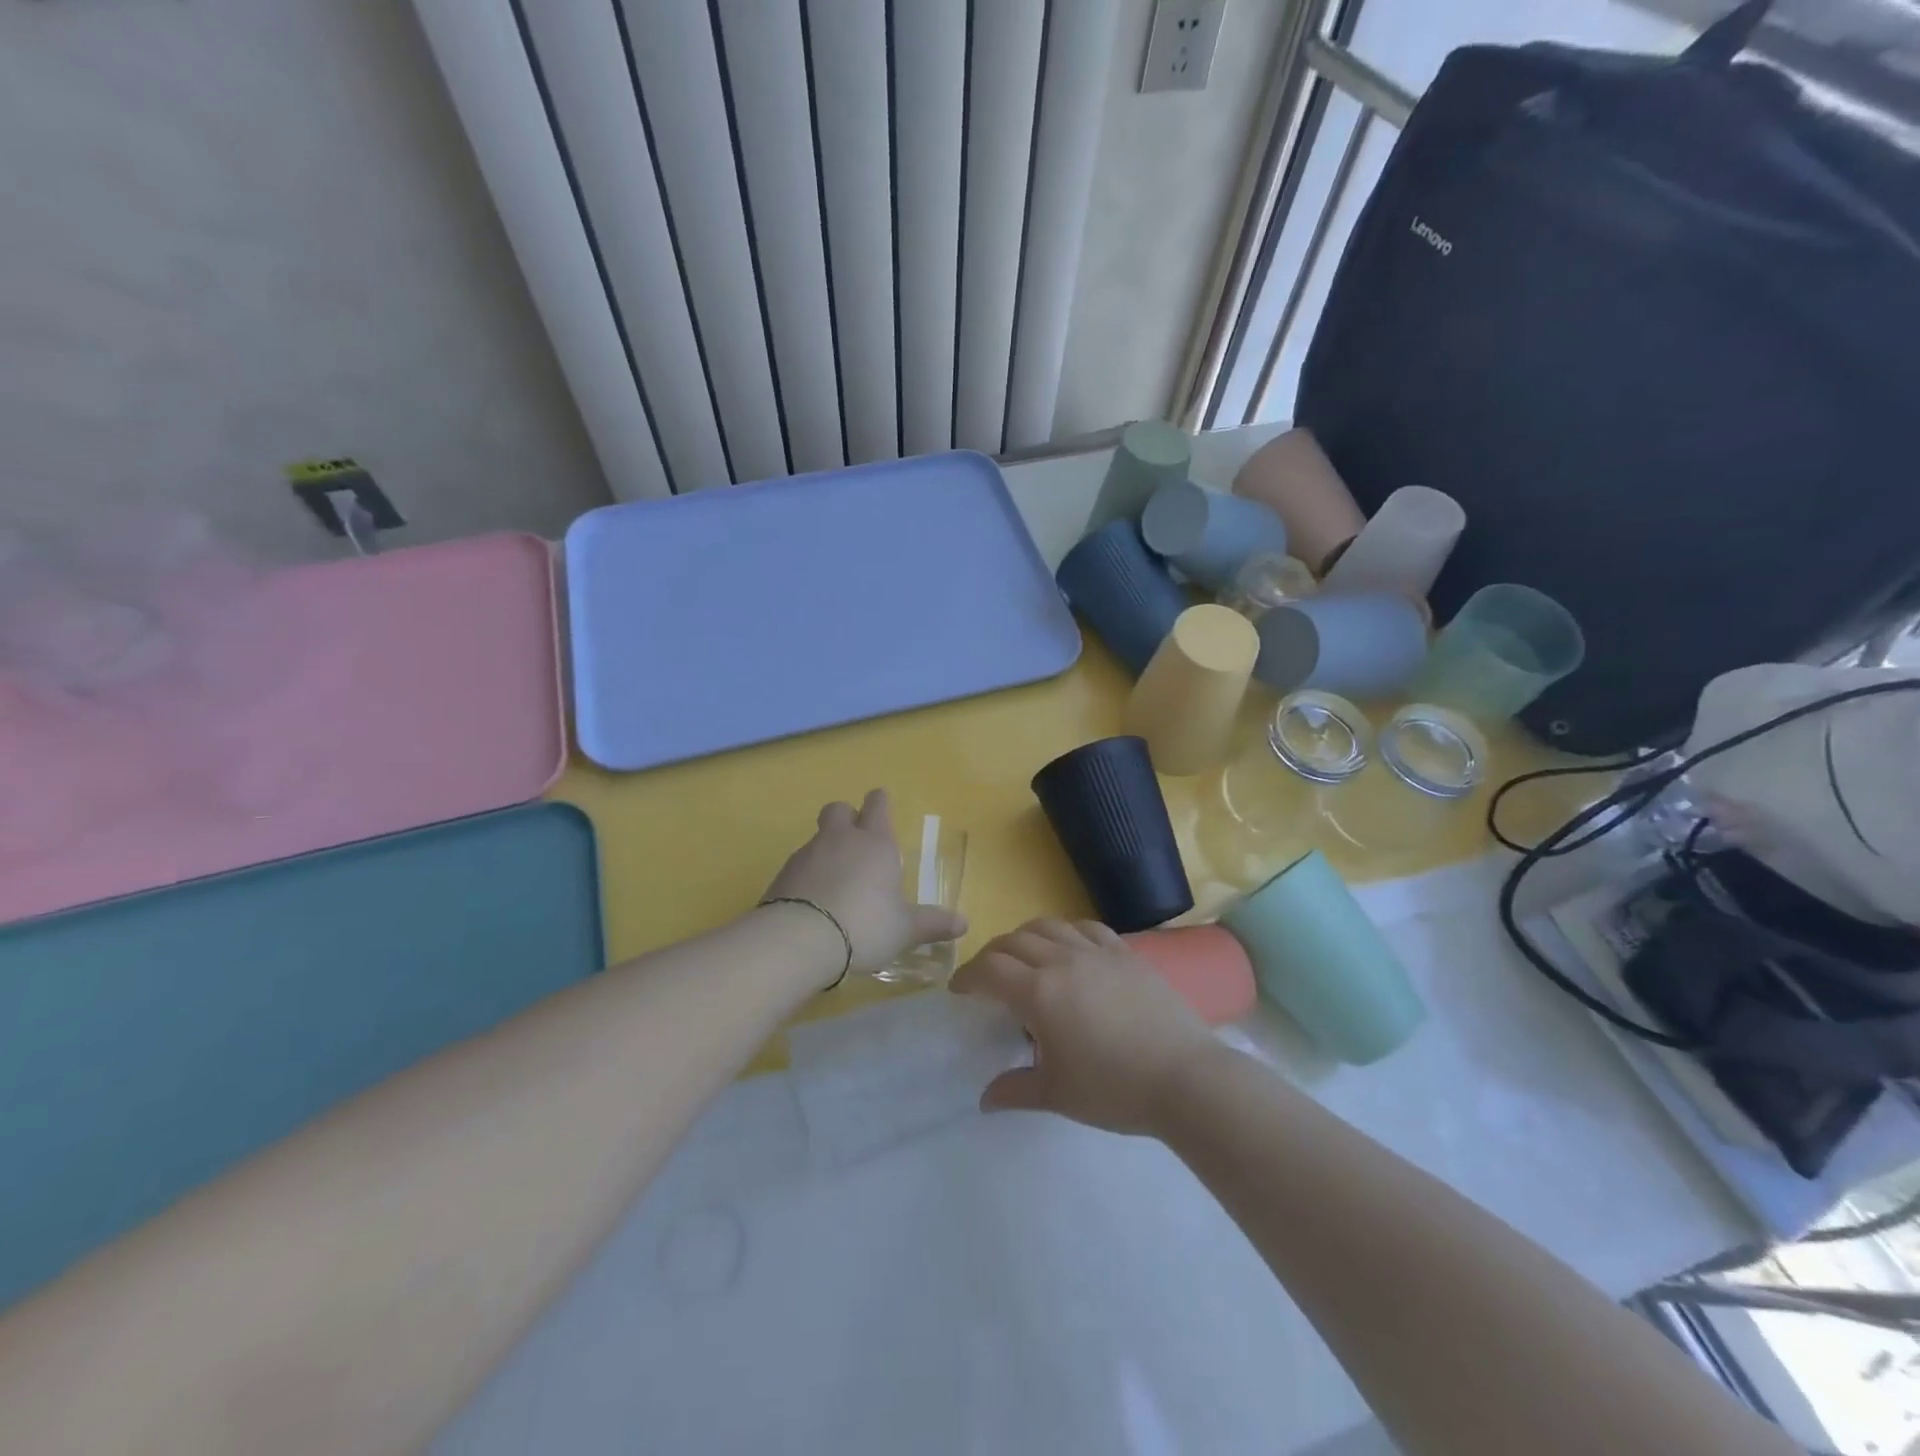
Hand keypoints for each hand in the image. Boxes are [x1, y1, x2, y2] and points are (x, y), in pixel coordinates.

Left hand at [763, 789, 966, 978]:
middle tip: (856, 842)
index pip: (878, 805)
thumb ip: (931, 924)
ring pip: (817, 838)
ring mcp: (807, 855)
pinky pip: (798, 866)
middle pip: (839, 810)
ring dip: (826, 851)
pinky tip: (814, 903)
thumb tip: (964, 923)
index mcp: (875, 843)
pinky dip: (807, 877)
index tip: (882, 807)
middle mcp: (840, 839)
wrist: (799, 940)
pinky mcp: (782, 876)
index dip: (880, 803)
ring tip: (836, 884)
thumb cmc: (864, 926)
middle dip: (847, 818)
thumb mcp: (904, 930)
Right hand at [950, 918, 1218, 1135]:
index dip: (968, 976)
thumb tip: (985, 1099)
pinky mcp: (1125, 952)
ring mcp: (1097, 952)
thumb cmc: (1115, 1089)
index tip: (959, 990)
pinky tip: (1068, 949)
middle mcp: (1063, 961)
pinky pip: (1086, 927)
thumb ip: (1016, 1089)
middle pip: (1014, 941)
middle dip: (992, 955)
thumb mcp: (1057, 1095)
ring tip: (1024, 957)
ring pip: (1048, 925)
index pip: (990, 969)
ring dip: (1025, 937)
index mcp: (1040, 993)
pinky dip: (1065, 932)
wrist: (1185, 1077)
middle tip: (987, 977)